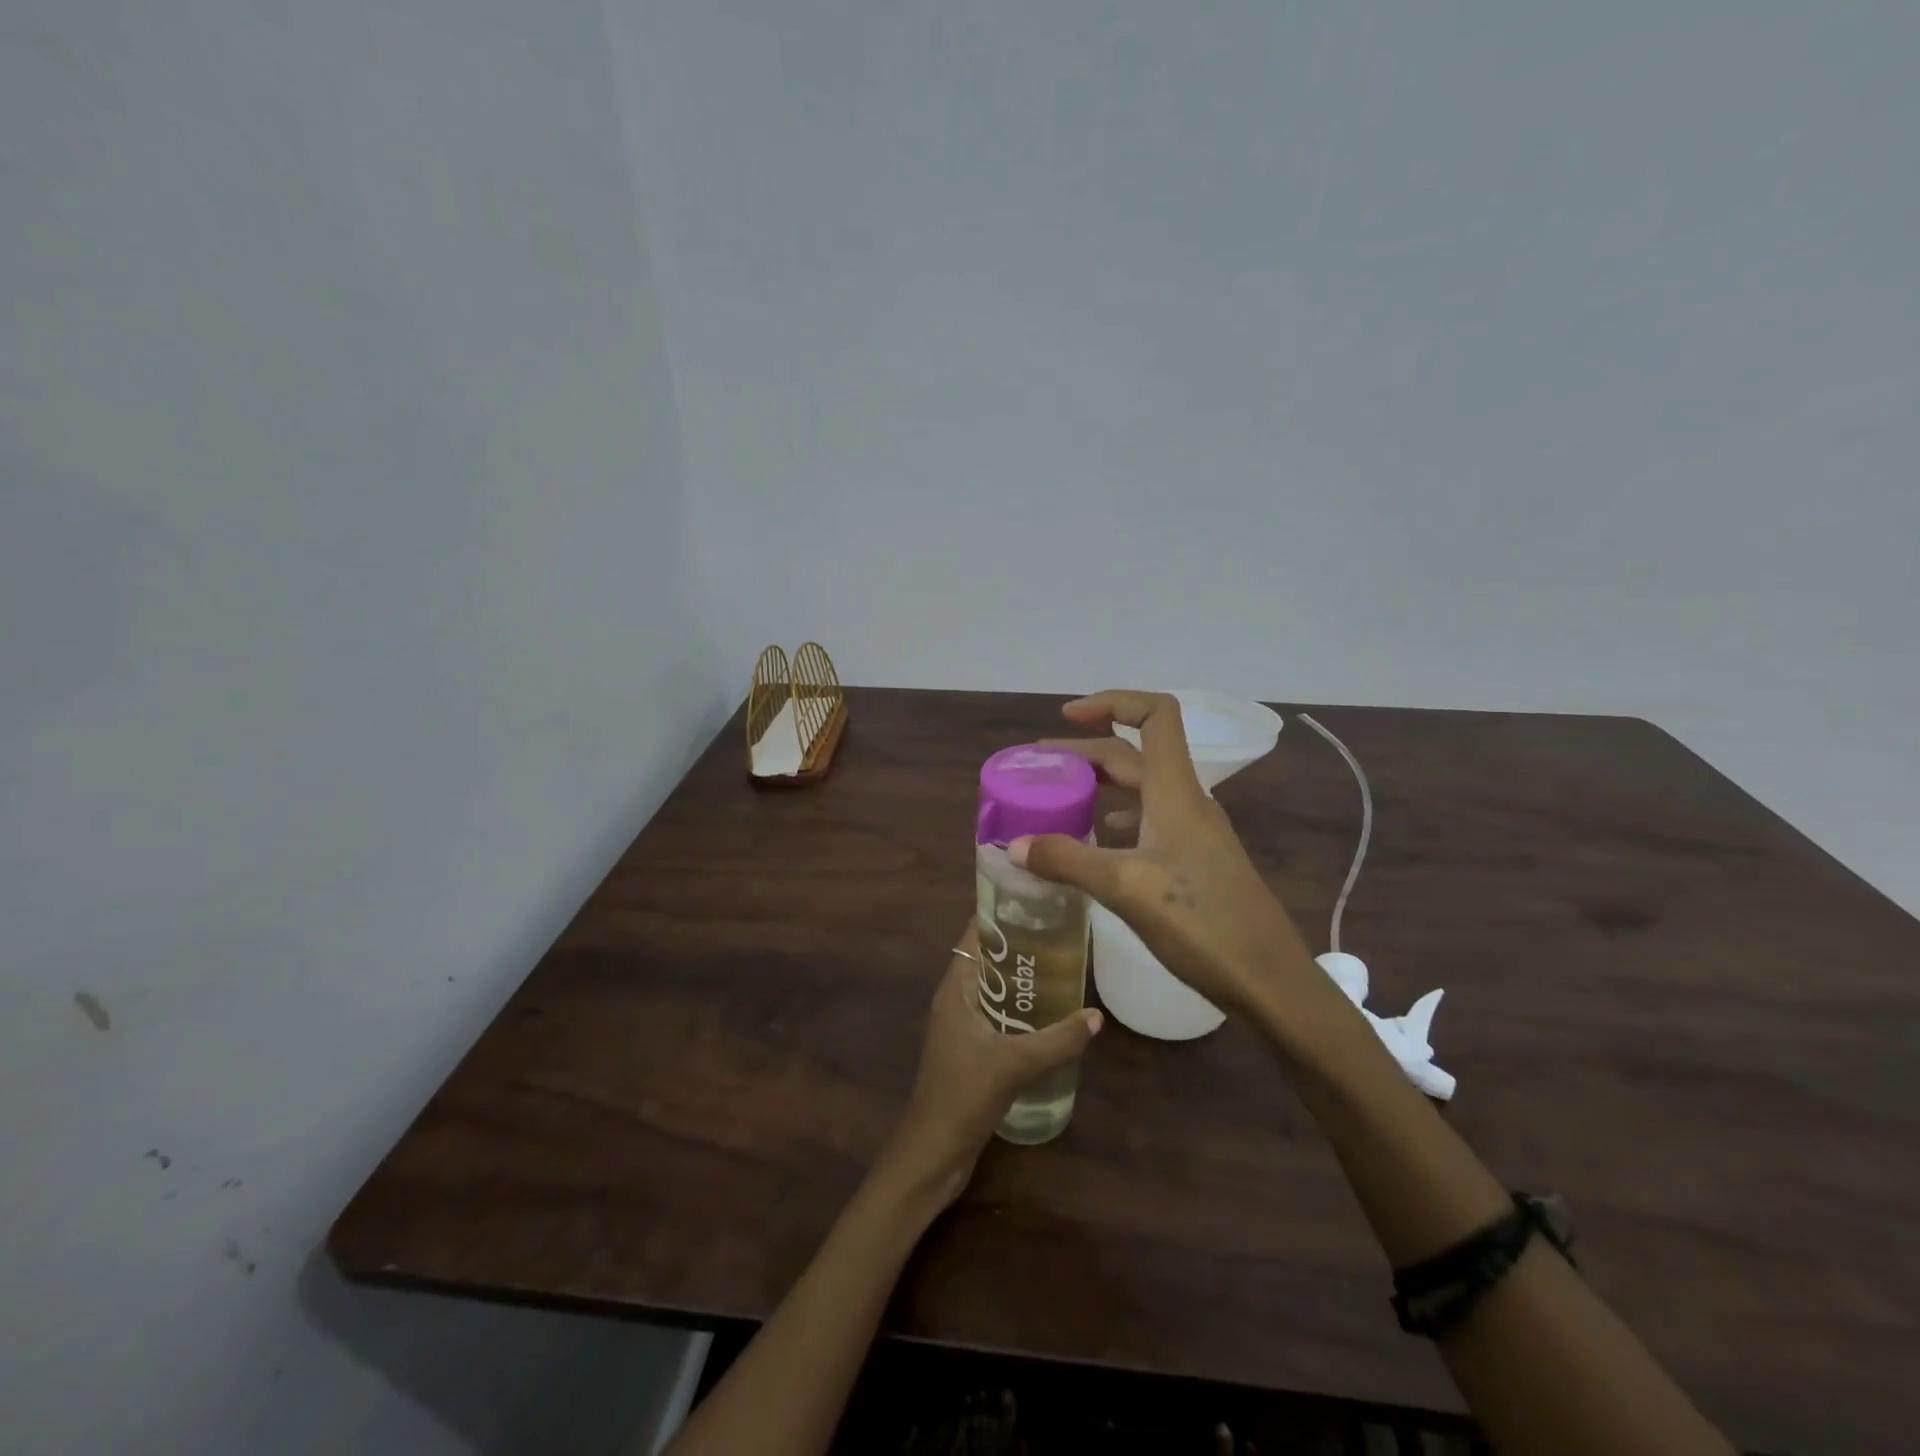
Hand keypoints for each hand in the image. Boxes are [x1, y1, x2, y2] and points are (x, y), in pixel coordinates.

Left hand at [875, 923, 1101, 1208]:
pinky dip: (1020, 1011)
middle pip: (987, 961)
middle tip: (1062, 934)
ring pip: (994, 991)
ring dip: (1021, 982)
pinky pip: (998, 1017)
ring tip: (1065, 969)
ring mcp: (962, 1028)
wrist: (933, 1153)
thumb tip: (1096, 1016)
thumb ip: (1057, 1040)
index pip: (973, 937)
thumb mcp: (1014, 1063)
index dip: (999, 916)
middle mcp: (956, 1001)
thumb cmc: (963, 1095)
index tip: (1036, 902)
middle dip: (1020, 948)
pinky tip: (1051, 1017)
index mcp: (955, 990)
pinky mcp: (971, 1052)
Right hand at [1015, 690, 1316, 1012]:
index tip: (1067, 716)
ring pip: (1140, 791)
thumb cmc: (1202, 924)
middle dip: (1085, 752)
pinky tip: (1096, 845)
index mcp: (1175, 791)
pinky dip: (1116, 821)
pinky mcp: (1194, 863)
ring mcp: (1194, 833)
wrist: (1268, 980)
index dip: (1113, 701)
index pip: (1154, 715)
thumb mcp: (1126, 888)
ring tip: (1059, 801)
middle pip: (1135, 755)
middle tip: (1040, 769)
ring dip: (1100, 786)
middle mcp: (1186, 802)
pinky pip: (1148, 824)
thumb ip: (1068, 861)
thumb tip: (1014, 845)